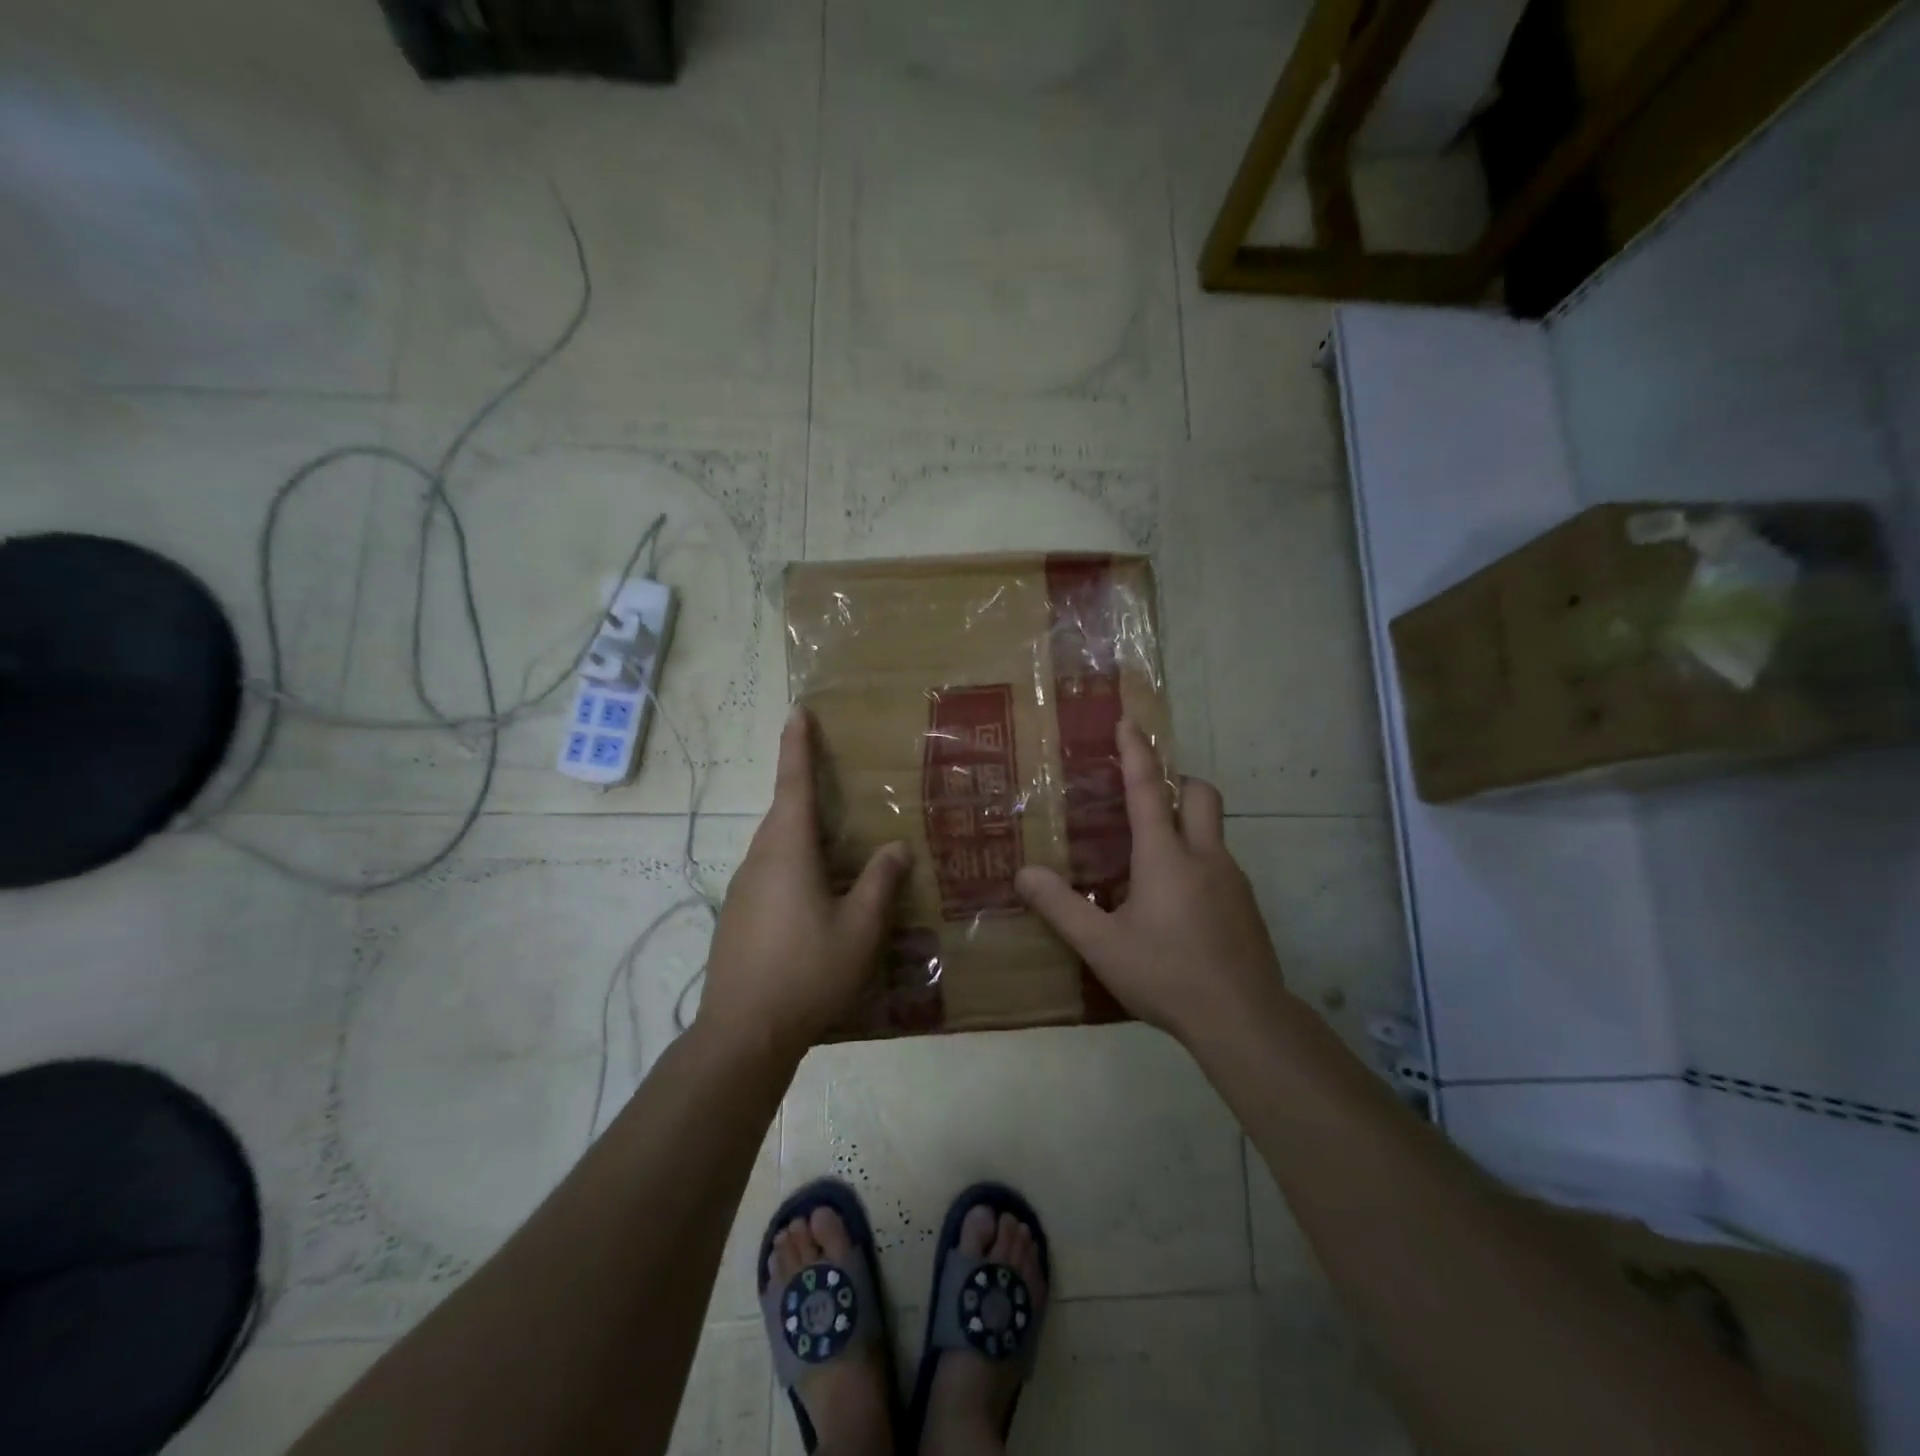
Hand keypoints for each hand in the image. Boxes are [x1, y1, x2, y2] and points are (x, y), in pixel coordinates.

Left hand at [699, 708, 910, 1058]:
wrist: (743, 1032)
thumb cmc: (807, 971)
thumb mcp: (859, 928)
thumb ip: (880, 883)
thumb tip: (897, 847)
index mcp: (787, 851)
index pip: (793, 785)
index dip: (797, 746)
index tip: (796, 712)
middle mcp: (759, 860)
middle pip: (782, 813)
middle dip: (801, 787)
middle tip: (829, 775)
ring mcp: (743, 890)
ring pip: (774, 845)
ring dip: (799, 832)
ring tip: (832, 840)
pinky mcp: (737, 916)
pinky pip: (768, 873)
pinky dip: (792, 864)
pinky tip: (813, 894)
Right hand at [1014, 718, 1283, 1044]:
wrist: (1243, 1020)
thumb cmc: (1167, 974)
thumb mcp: (1102, 945)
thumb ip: (1061, 906)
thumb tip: (1023, 873)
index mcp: (1166, 857)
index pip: (1148, 789)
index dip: (1136, 752)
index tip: (1128, 721)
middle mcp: (1205, 856)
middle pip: (1201, 793)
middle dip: (1177, 781)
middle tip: (1148, 797)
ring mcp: (1232, 880)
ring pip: (1214, 830)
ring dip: (1187, 824)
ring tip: (1152, 858)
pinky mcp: (1247, 906)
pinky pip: (1221, 864)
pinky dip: (1199, 862)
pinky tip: (1178, 904)